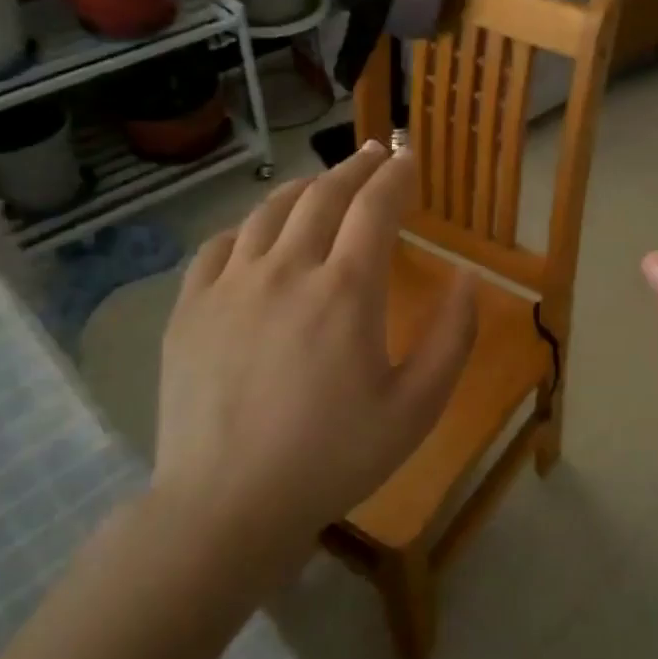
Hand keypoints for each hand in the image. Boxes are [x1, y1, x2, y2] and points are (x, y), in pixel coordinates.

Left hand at [153, 142, 476, 557]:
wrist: (227, 505)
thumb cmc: (334, 457)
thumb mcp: (417, 408)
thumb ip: (453, 338)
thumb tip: (466, 280)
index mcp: (346, 290)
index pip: (375, 207)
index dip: (397, 175)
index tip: (409, 157)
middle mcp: (286, 270)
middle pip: (323, 195)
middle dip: (355, 168)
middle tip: (374, 154)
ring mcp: (230, 285)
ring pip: (269, 211)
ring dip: (304, 188)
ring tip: (323, 184)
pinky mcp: (191, 308)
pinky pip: (220, 245)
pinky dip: (248, 227)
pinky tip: (258, 236)